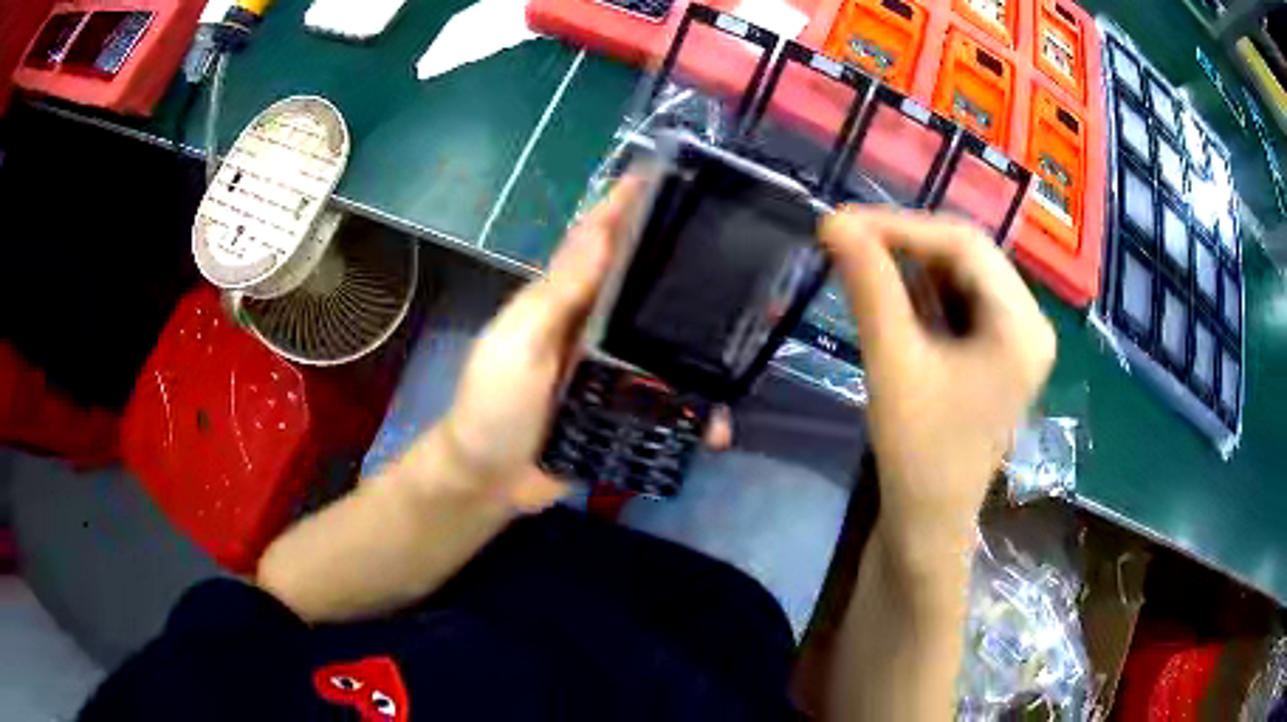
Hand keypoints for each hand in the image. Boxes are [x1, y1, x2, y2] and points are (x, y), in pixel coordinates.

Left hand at [433, 176, 730, 512]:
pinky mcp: (624, 411)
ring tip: (754, 340)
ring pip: (668, 345)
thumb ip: (558, 294)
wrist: (489, 482)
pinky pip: (669, 403)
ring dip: (705, 345)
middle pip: (647, 288)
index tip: (675, 174)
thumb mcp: (517, 344)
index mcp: (565, 300)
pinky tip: (718, 425)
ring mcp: (614, 371)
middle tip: (746, 263)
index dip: (632, 204)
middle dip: (690, 271)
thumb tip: (600, 228)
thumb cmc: (493, 407)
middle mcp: (595, 327)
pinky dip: (694, 413)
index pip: (602, 239)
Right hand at [819, 209, 1054, 561]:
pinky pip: (960, 303)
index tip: (842, 222)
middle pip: (968, 256)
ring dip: (911, 265)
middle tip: (845, 239)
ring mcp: (1016, 339)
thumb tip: (834, 221)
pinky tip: (886, 290)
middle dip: (905, 243)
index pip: (965, 245)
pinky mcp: (997, 354)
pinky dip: (921, 292)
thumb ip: (870, 286)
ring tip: (858, 259)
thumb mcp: (894, 363)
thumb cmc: (918, 453)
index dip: (901, 225)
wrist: (927, 524)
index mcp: (1022, 326)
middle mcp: (1029, 324)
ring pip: (962, 276)